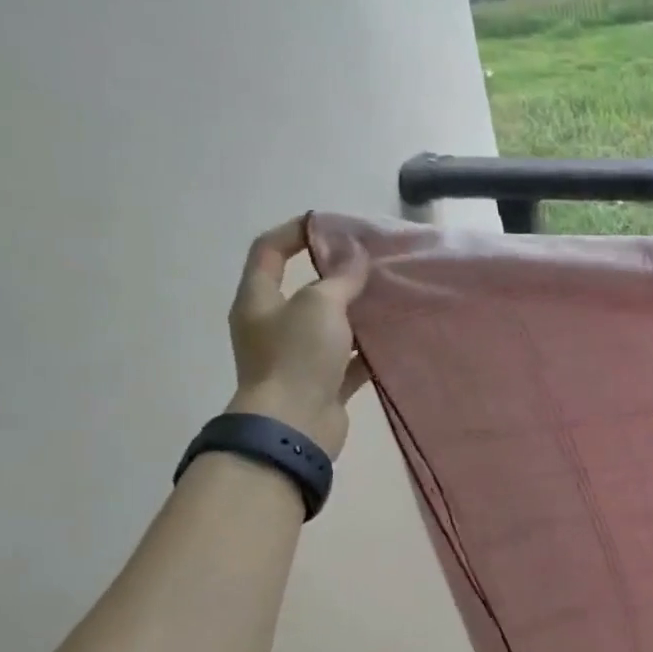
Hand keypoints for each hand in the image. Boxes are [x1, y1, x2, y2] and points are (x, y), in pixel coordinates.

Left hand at [227, 217, 368, 459]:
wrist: (294, 426)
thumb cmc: (297, 357)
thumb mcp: (320, 305)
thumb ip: (340, 277)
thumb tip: (356, 252)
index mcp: (258, 300)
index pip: (268, 251)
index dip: (295, 231)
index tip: (332, 224)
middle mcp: (273, 326)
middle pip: (303, 289)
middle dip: (336, 274)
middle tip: (371, 263)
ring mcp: (297, 357)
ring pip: (330, 325)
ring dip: (356, 312)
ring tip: (389, 297)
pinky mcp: (322, 383)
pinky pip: (348, 359)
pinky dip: (368, 349)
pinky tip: (394, 338)